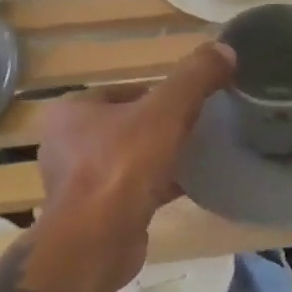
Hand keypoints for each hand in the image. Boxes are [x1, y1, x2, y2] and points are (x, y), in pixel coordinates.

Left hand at [36, 41, 233, 278]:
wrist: (97, 243)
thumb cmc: (123, 167)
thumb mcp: (166, 112)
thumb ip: (195, 78)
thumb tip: (225, 49)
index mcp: (71, 111)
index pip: (123, 91)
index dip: (159, 95)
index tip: (190, 105)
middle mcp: (65, 144)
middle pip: (126, 125)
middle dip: (159, 128)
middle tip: (196, 130)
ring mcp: (76, 182)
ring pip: (127, 159)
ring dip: (157, 158)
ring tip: (193, 157)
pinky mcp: (92, 214)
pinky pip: (129, 190)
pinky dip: (154, 186)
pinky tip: (185, 188)